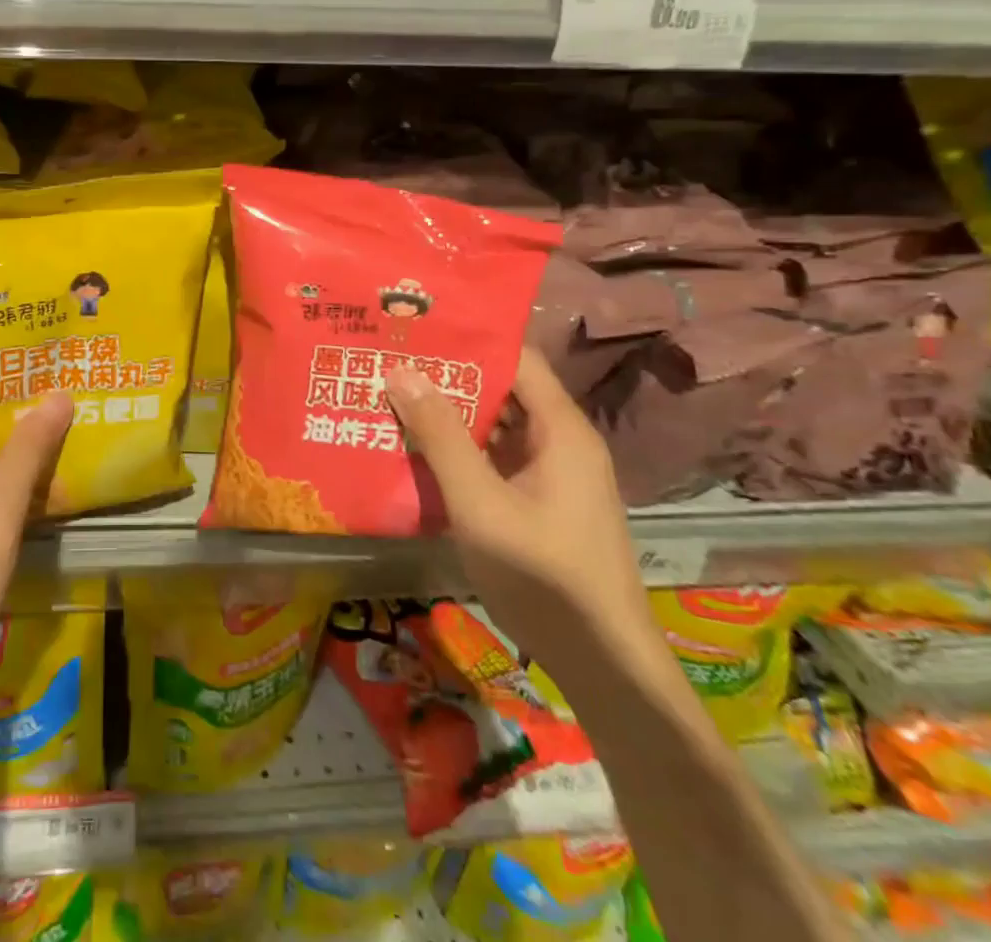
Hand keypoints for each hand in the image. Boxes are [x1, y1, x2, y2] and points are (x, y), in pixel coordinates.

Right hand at [385, 348, 651, 673]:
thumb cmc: (544, 576)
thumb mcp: (480, 503)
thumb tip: (401, 371)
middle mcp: (560, 442)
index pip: (515, 358)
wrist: (602, 664)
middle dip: (447, 374)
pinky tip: (415, 448)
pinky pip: (494, 457)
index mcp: (561, 430)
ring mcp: (550, 474)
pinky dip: (458, 447)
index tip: (416, 327)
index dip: (468, 338)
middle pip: (502, 388)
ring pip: (495, 424)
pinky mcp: (538, 502)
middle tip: (389, 358)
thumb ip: (441, 436)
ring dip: (448, 412)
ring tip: (391, 394)